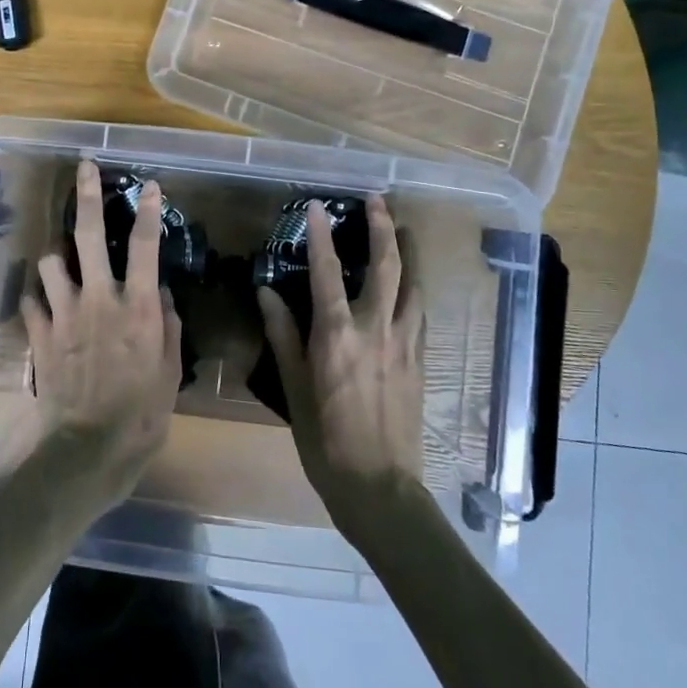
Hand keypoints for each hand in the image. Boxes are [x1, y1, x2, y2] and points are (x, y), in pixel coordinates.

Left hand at [21, 160, 182, 504]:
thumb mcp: (169, 370)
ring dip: (58, 257)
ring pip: (51, 262)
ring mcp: (64, 315)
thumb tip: (159, 293)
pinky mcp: (40, 335)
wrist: (89, 450)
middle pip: (88, 236)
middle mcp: (99, 299)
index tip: (149, 186)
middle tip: (84, 170)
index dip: (148, 212)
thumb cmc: (141, 414)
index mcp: (137, 307)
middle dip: (86, 197)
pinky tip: (43, 299)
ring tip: (64, 262)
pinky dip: (38, 295)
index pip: (145, 247)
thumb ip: (166, 325)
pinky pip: (32, 300)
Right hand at [257, 195, 424, 538]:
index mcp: (337, 335)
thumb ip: (282, 335)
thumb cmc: (326, 440)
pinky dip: (413, 288)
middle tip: (377, 200)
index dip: (322, 235)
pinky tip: (409, 285)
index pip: (328, 271)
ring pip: (412, 284)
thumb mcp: (294, 388)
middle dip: (382, 228)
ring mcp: (404, 343)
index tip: (317, 206)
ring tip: (402, 230)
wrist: (380, 487)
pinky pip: (419, 312)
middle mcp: (375, 329)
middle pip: (386, 266)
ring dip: (407, 252)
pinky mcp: (420, 360)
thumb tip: (266, 292)